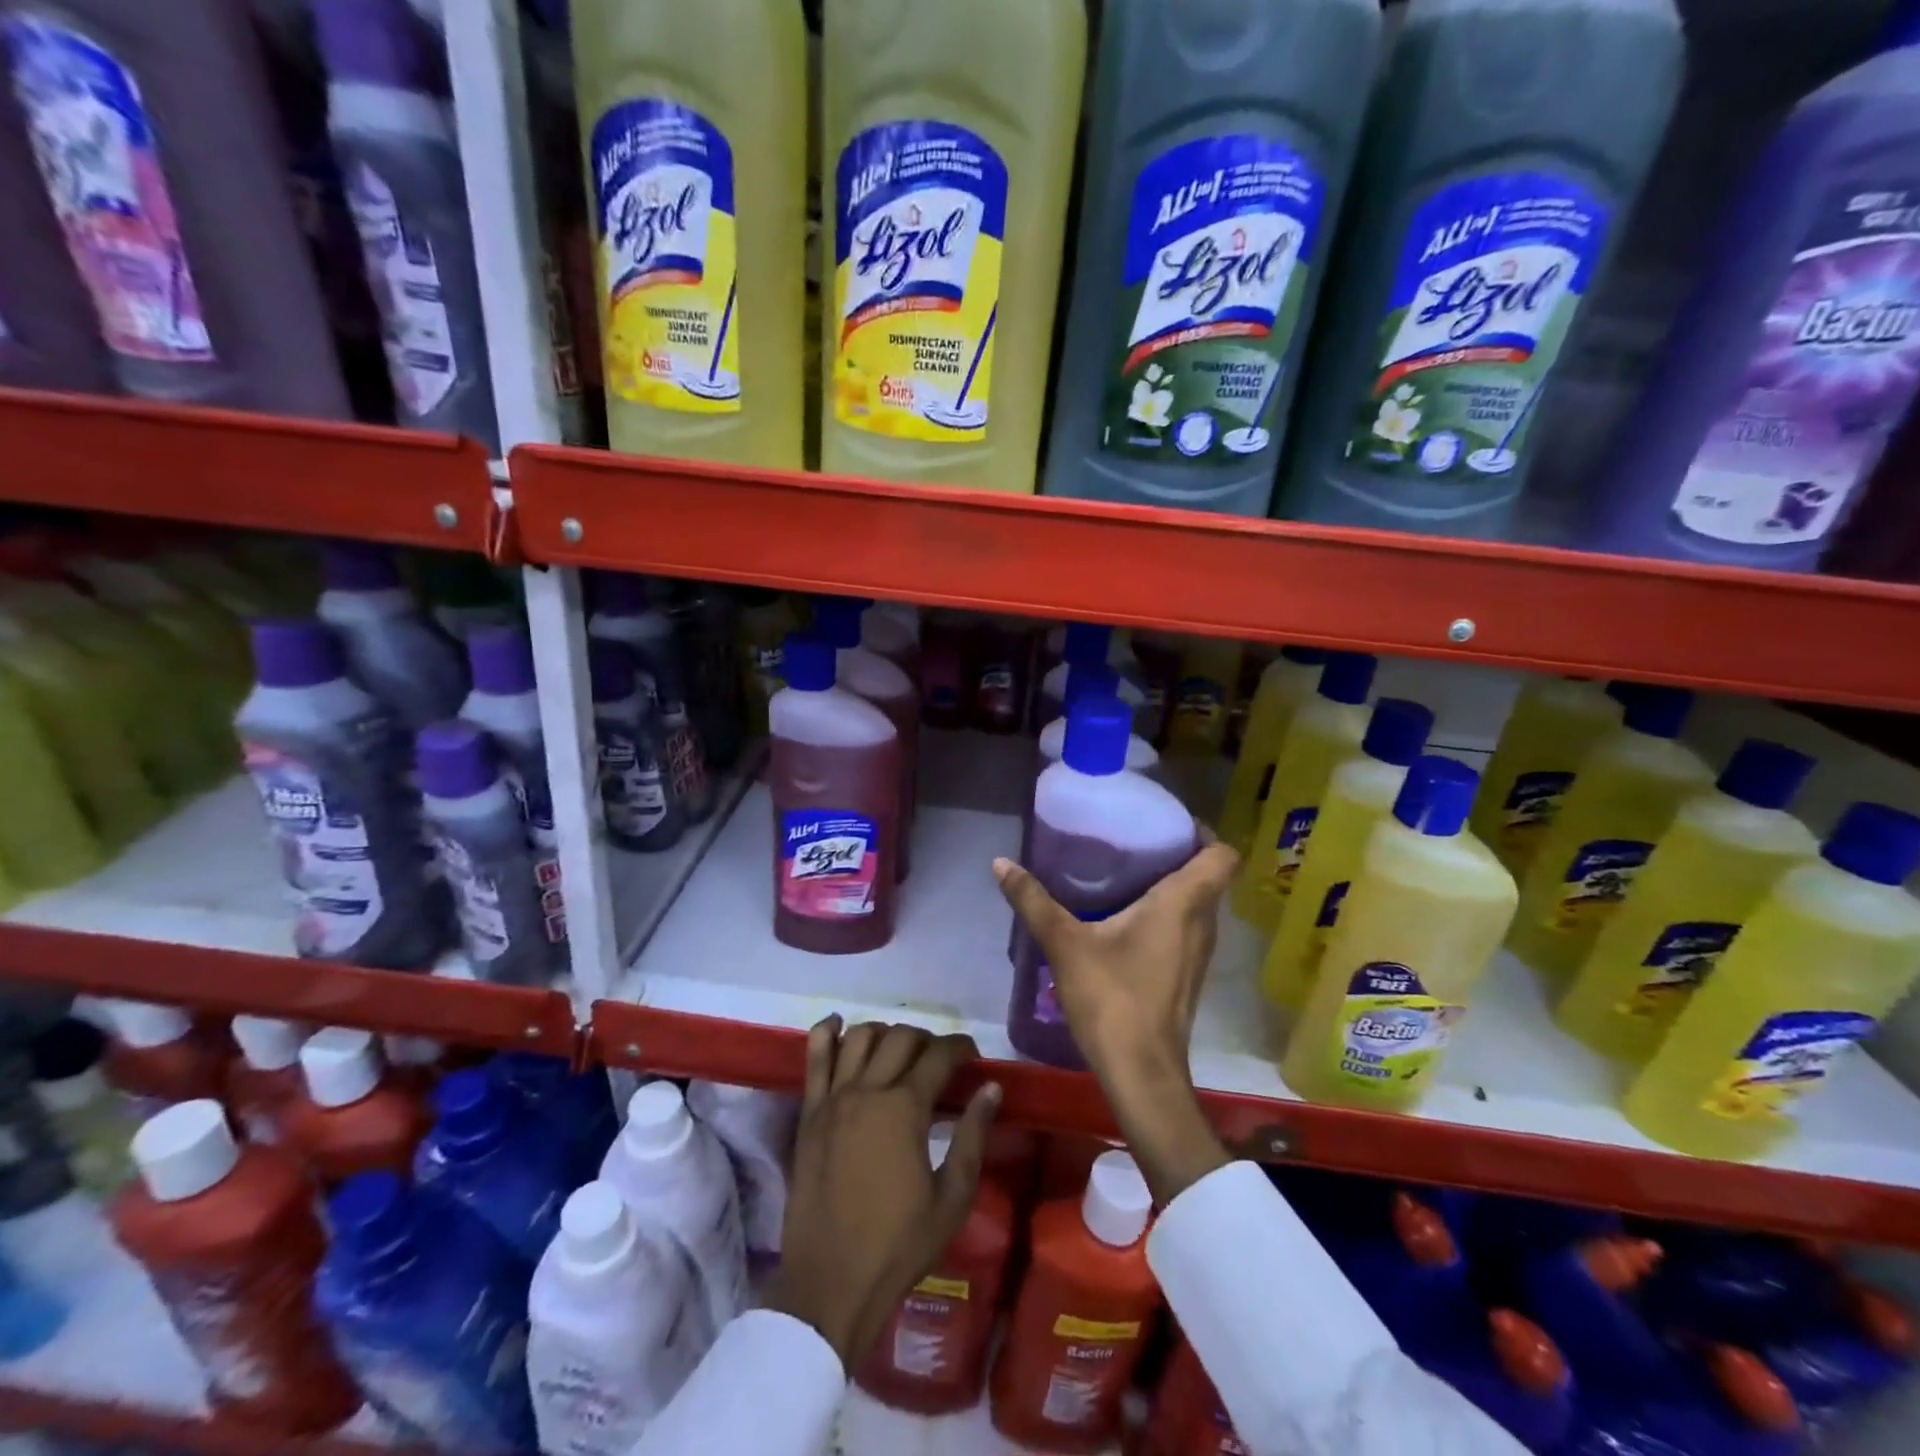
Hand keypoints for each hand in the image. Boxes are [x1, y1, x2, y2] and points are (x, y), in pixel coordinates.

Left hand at [767, 1017, 1000, 1368]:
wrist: (830, 1284)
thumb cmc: (898, 1245)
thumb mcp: (952, 1198)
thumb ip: (972, 1136)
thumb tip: (991, 1088)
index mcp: (904, 1109)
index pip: (939, 1056)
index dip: (960, 1048)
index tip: (973, 1056)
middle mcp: (867, 1090)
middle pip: (900, 1038)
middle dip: (927, 1039)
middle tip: (940, 1061)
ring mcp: (833, 1099)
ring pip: (859, 1037)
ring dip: (884, 1033)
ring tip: (898, 1051)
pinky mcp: (809, 1113)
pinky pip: (814, 1058)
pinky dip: (826, 1033)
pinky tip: (838, 1025)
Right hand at [993, 840, 1239, 1203]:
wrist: (1141, 1074)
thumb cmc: (1112, 998)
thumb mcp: (1065, 944)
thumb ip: (1033, 901)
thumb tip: (1001, 862)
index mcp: (1183, 904)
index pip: (1222, 855)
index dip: (1201, 832)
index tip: (1165, 821)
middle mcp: (1202, 924)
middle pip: (1207, 876)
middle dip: (1176, 853)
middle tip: (1132, 840)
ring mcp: (1198, 953)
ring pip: (1196, 904)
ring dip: (1171, 885)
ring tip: (1125, 872)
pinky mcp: (1187, 976)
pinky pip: (1185, 928)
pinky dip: (1165, 914)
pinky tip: (1125, 919)